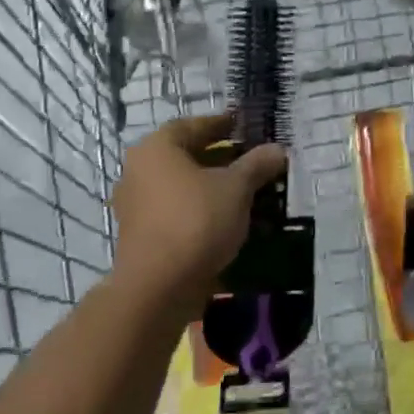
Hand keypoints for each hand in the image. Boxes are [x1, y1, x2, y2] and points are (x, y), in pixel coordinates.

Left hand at [109, 115, 286, 299]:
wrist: (157, 290)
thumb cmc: (196, 221)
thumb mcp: (236, 187)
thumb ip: (257, 164)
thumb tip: (277, 149)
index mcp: (157, 148)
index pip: (194, 125)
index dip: (224, 124)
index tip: (247, 127)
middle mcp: (139, 170)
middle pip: (187, 155)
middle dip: (222, 157)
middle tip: (254, 160)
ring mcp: (136, 205)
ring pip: (183, 185)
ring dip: (213, 185)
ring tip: (248, 191)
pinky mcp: (141, 235)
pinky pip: (177, 210)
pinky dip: (201, 208)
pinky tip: (228, 218)